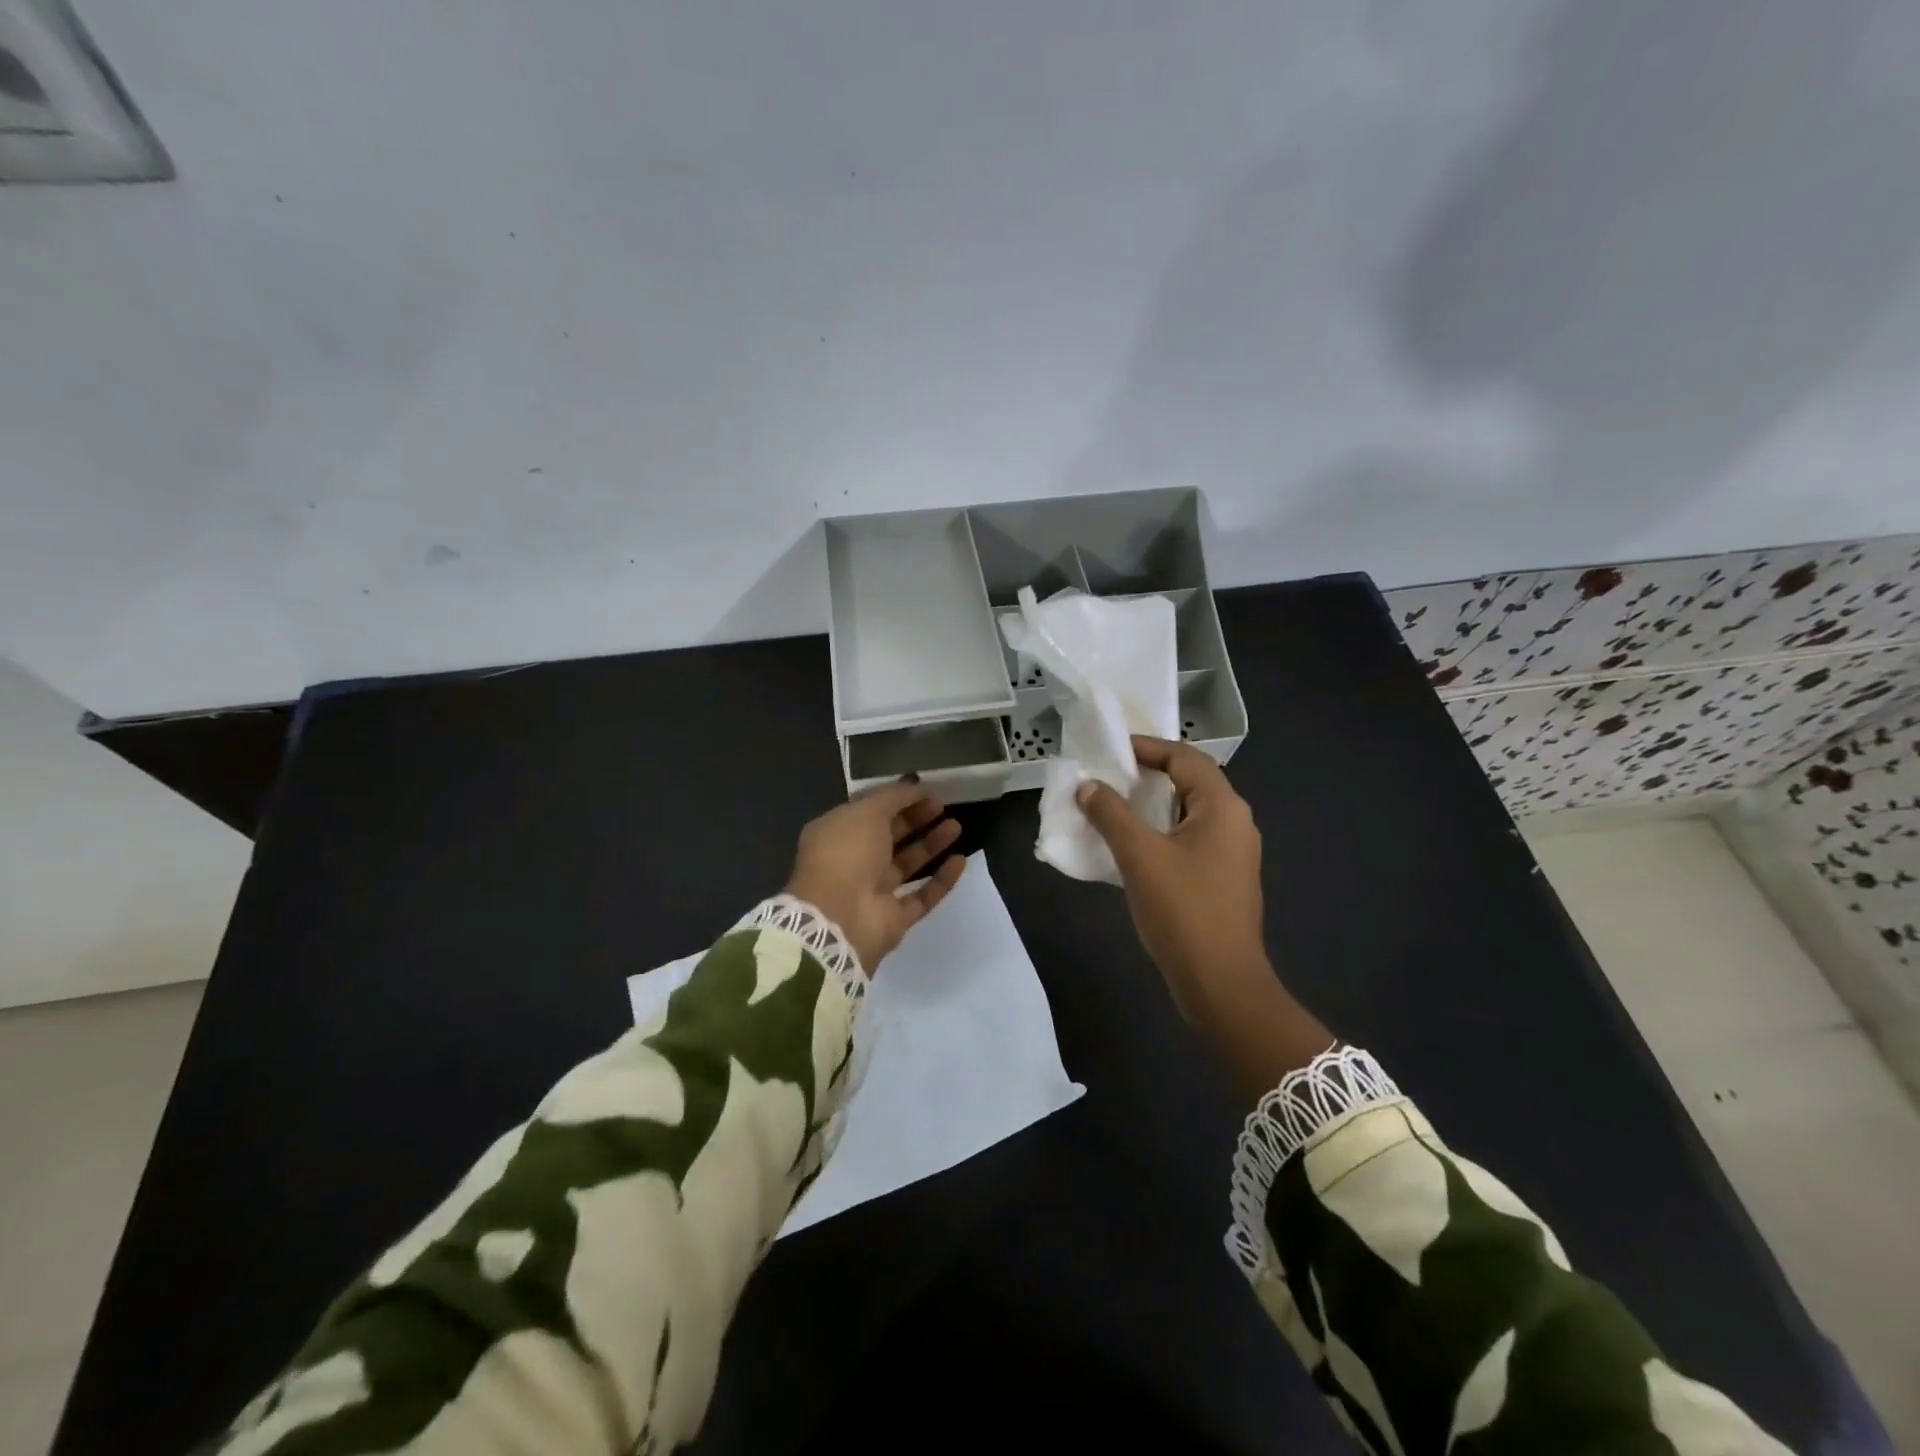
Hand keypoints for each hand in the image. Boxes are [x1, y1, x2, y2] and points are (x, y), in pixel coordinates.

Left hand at [784, 779, 966, 974]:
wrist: (838, 919)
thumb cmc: (846, 854)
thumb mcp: (866, 811)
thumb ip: (893, 796)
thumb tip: (915, 785)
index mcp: (836, 834)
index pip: (869, 811)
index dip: (897, 799)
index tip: (924, 790)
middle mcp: (853, 862)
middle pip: (889, 836)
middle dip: (915, 819)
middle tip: (942, 805)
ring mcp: (874, 892)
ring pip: (907, 864)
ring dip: (931, 844)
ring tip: (956, 826)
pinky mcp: (894, 918)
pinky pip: (922, 895)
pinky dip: (941, 879)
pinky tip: (961, 860)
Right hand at [1075, 737, 1268, 1024]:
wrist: (1221, 984)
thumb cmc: (1183, 911)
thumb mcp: (1139, 856)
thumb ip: (1111, 814)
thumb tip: (1088, 786)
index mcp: (1223, 807)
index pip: (1184, 757)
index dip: (1147, 747)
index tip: (1109, 750)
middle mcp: (1234, 822)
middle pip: (1189, 782)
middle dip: (1147, 775)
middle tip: (1106, 776)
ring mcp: (1231, 853)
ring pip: (1187, 813)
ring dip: (1151, 805)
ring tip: (1111, 806)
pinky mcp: (1222, 878)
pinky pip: (1188, 839)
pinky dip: (1159, 832)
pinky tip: (1130, 846)